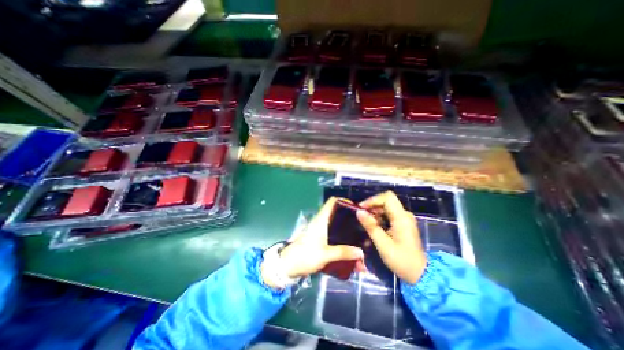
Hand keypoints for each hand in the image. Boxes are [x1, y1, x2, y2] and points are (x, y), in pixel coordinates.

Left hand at [261, 196, 366, 287]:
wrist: (287, 266)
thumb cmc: (305, 256)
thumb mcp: (325, 255)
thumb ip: (343, 253)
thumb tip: (360, 252)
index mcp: (321, 220)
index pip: (332, 202)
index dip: (344, 200)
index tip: (356, 207)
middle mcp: (321, 222)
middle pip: (337, 214)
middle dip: (349, 218)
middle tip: (362, 225)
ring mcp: (320, 231)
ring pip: (336, 226)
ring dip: (346, 231)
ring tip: (359, 238)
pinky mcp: (319, 239)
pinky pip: (333, 235)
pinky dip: (341, 239)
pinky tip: (349, 248)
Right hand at [356, 192, 429, 283]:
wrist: (420, 274)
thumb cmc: (401, 261)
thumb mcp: (383, 245)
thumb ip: (371, 226)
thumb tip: (359, 212)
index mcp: (402, 218)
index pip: (387, 198)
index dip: (373, 200)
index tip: (361, 208)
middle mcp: (404, 215)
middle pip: (386, 201)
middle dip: (372, 206)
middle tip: (361, 216)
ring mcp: (404, 219)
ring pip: (386, 207)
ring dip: (375, 212)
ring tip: (366, 223)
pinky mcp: (403, 223)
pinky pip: (389, 214)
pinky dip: (379, 217)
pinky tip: (374, 226)